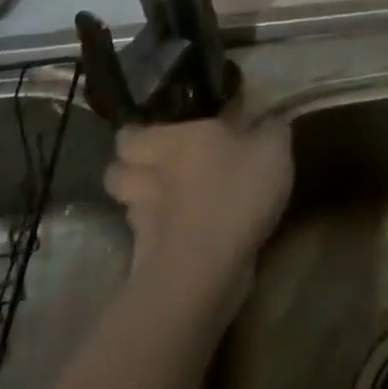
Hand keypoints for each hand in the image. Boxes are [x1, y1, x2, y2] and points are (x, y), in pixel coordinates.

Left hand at [104, 115, 293, 298]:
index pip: (129, 134)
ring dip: (142, 204)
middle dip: (129, 168)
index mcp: (171, 141)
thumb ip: (271, 127)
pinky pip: (146, 243)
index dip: (138, 132)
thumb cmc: (235, 191)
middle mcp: (148, 177)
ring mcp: (143, 222)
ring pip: (129, 207)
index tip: (156, 131)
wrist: (206, 271)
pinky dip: (157, 240)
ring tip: (168, 201)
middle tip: (157, 165)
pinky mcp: (148, 262)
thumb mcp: (272, 148)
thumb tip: (271, 117)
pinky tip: (182, 236)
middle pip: (115, 171)